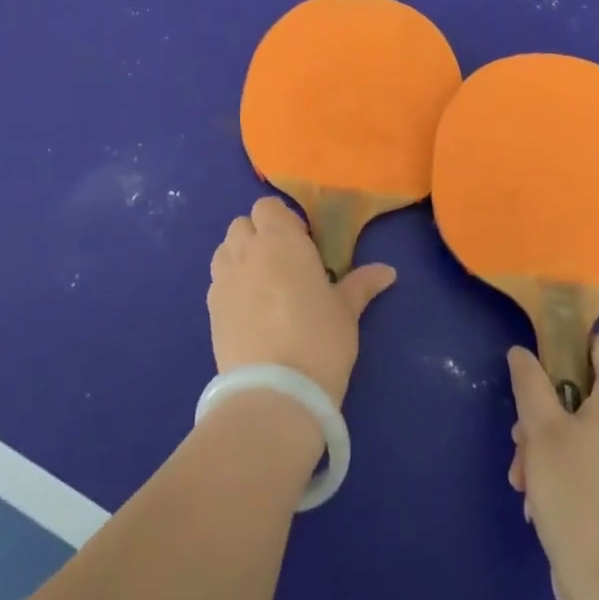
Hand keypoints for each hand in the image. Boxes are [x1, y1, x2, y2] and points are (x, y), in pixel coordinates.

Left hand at [208, 197, 395, 406]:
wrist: (274, 392)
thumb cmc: (319, 340)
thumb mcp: (346, 311)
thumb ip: (362, 284)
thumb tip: (389, 271)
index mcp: (280, 240)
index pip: (268, 207)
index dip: (283, 220)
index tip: (303, 244)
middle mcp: (247, 250)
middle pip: (243, 224)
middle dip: (260, 235)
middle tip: (284, 264)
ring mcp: (224, 278)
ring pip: (225, 249)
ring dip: (241, 256)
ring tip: (264, 284)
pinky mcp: (210, 308)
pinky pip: (217, 280)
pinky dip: (230, 283)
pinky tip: (249, 310)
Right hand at [508, 332, 598, 586]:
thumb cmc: (576, 492)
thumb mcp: (540, 429)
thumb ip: (529, 382)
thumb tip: (522, 353)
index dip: (573, 346)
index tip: (542, 369)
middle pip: (588, 390)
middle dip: (547, 407)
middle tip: (522, 434)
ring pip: (585, 429)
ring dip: (549, 443)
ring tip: (523, 475)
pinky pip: (595, 462)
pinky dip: (566, 469)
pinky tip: (538, 498)